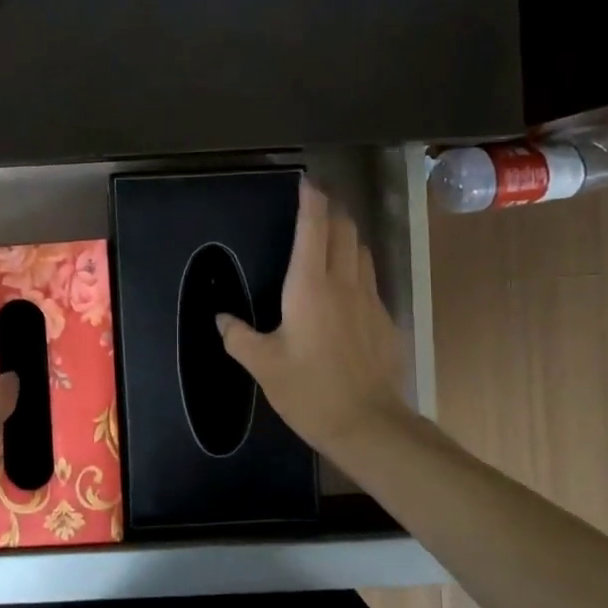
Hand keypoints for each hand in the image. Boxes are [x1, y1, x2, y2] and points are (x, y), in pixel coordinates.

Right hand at [216, 181, 410, 460]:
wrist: (369, 425)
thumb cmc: (310, 390)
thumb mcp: (263, 365)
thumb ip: (238, 337)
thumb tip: (221, 319)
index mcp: (310, 286)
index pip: (314, 228)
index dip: (311, 201)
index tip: (306, 183)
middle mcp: (344, 283)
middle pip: (345, 231)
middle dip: (332, 211)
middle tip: (316, 206)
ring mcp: (371, 301)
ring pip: (362, 252)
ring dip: (347, 237)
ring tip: (331, 239)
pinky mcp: (385, 321)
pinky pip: (370, 280)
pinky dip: (356, 269)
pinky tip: (345, 289)